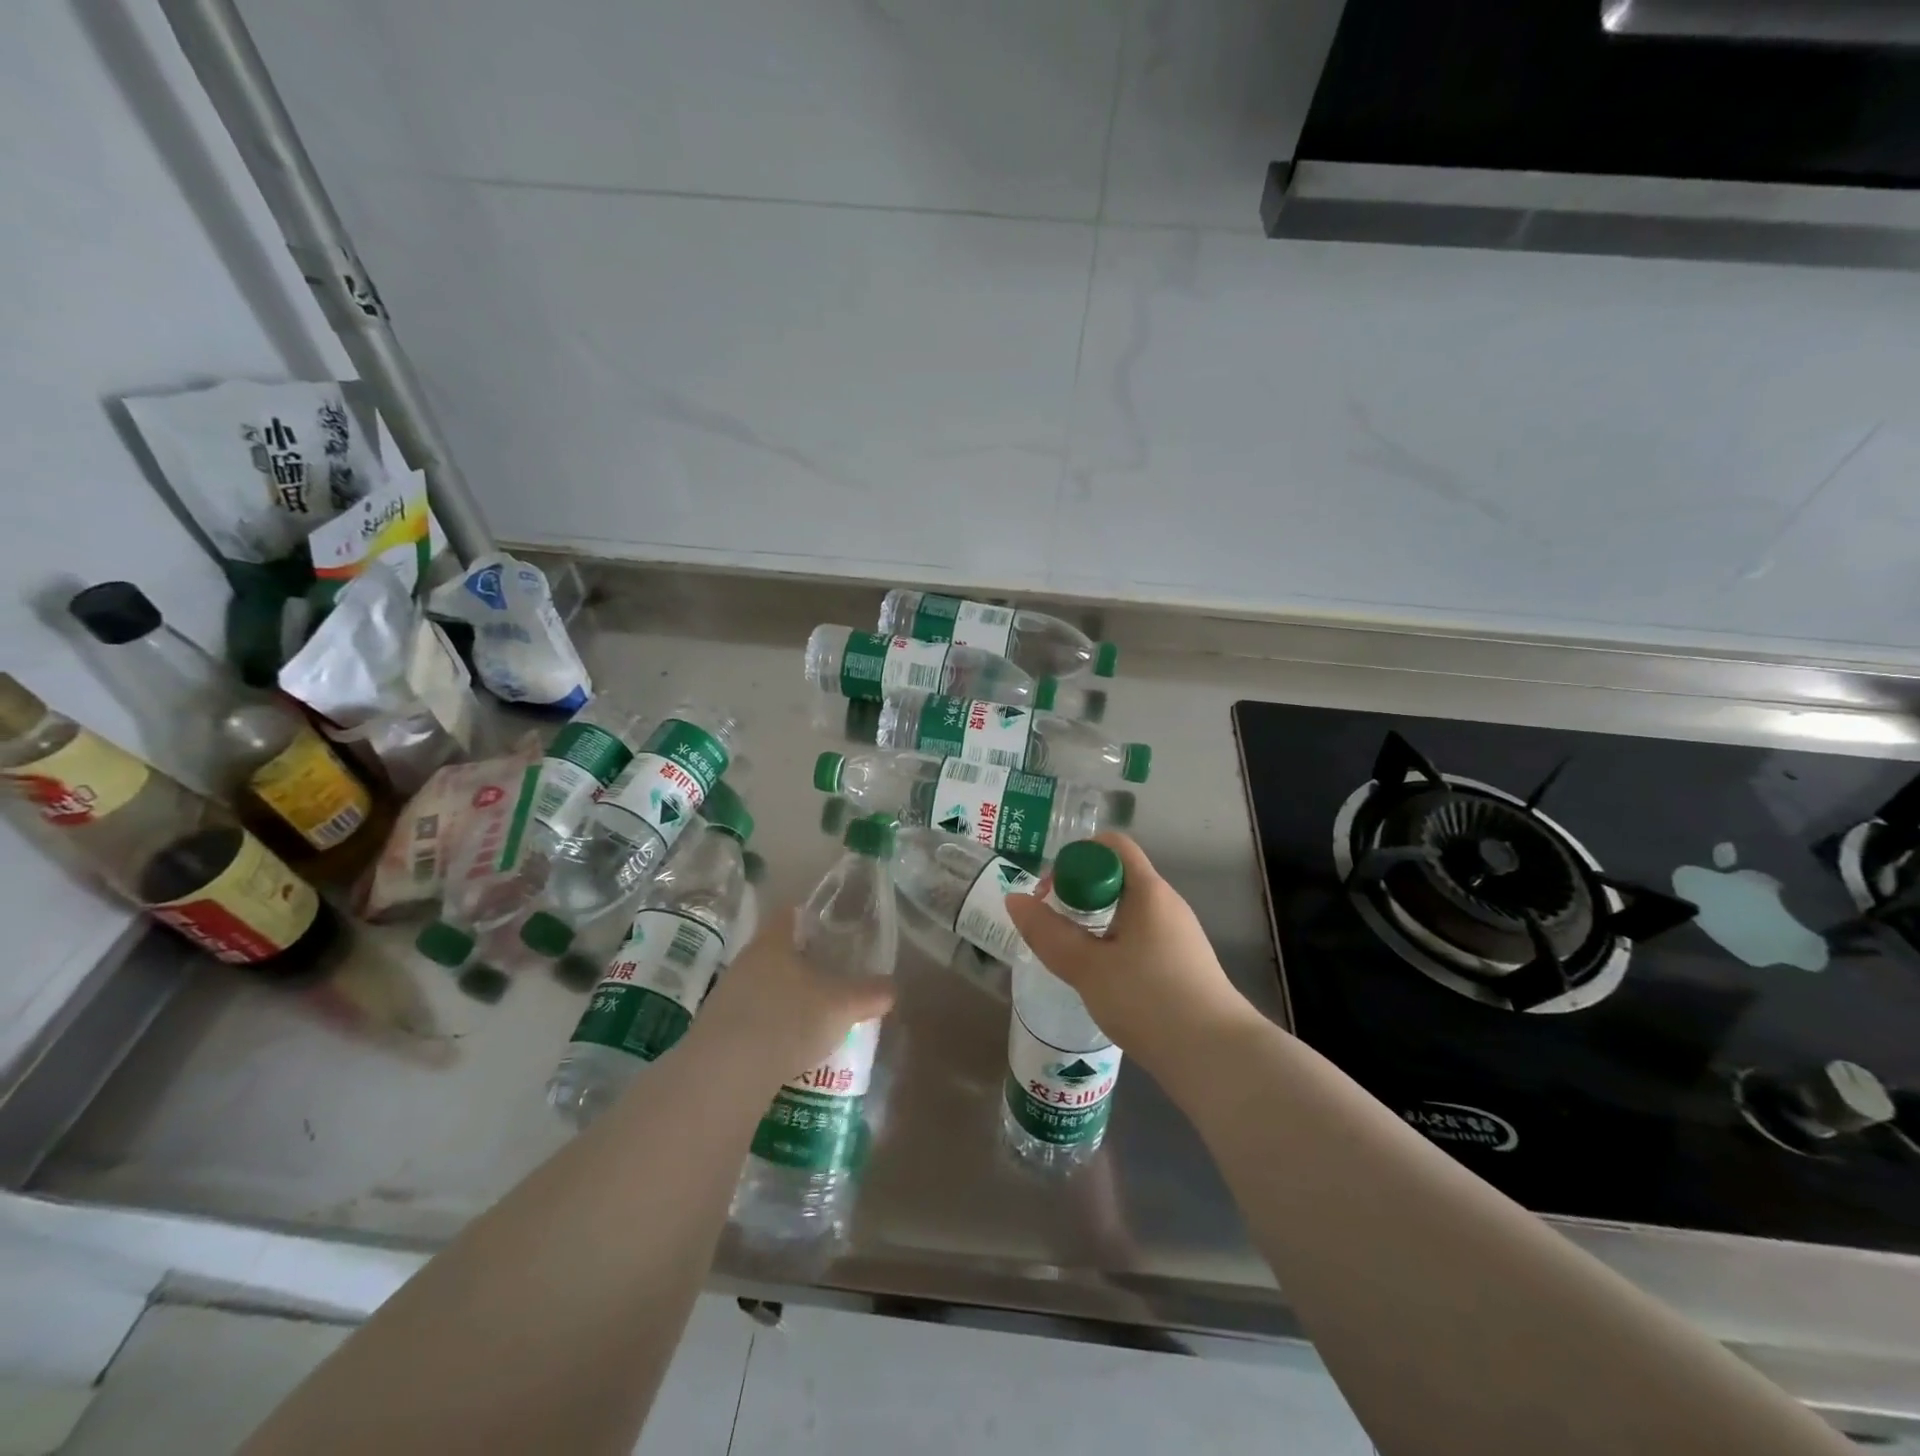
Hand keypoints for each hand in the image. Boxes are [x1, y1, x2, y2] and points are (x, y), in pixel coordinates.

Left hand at [693, 906, 895, 1080]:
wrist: (724, 1075)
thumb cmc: (788, 1020)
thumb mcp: (842, 1005)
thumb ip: (870, 993)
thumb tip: (893, 987)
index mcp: (773, 943)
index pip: (789, 915)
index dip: (809, 917)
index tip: (829, 927)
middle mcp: (745, 962)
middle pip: (776, 953)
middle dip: (801, 964)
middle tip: (830, 977)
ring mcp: (725, 997)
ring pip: (761, 987)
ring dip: (784, 999)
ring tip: (812, 1018)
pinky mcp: (715, 1032)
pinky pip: (749, 1020)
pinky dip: (768, 1029)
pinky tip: (786, 1049)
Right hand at [1003, 833, 1258, 1071]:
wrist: (1216, 1057)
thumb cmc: (1149, 1000)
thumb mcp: (1087, 967)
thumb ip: (1047, 933)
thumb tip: (1014, 899)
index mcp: (1148, 891)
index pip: (1111, 845)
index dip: (1075, 858)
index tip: (1051, 893)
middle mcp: (1166, 904)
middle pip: (1116, 877)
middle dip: (1078, 895)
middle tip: (1052, 928)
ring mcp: (1178, 935)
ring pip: (1126, 912)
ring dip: (1093, 925)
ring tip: (1070, 957)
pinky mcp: (1182, 965)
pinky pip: (1139, 938)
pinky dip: (1113, 946)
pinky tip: (1100, 981)